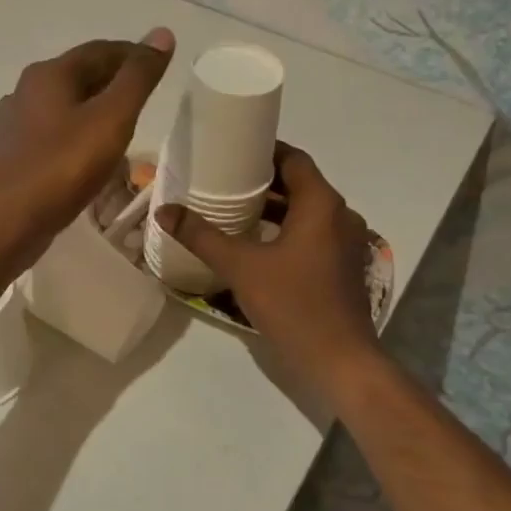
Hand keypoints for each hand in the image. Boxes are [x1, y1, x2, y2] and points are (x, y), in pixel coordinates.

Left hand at [0, 29, 175, 270]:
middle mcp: (26, 92)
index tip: (160, 66)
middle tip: (148, 98)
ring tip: (125, 128)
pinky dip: (78, 137)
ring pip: (65, 107)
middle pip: (79, 76)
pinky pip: (54, 136)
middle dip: (114, 82)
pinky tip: (90, 158)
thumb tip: (161, 33)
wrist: (3, 225)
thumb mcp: (111, 119)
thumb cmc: (60, 168)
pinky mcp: (13, 157)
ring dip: (96, 111)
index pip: (99, 50)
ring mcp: (15, 126)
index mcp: (48, 74)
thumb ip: (137, 78)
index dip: (133, 54)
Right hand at [155, 143, 381, 402]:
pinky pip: (313, 232)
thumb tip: (164, 210)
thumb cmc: (293, 304)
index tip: (233, 149)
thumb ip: (201, 236)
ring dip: (275, 206)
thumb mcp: (240, 266)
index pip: (294, 159)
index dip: (265, 150)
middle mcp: (339, 215)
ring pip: (307, 210)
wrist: (339, 360)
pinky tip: (256, 242)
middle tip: (224, 177)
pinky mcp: (343, 265)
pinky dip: (286, 228)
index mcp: (321, 204)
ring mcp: (345, 242)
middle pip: (300, 183)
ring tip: (234, 207)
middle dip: (264, 179)